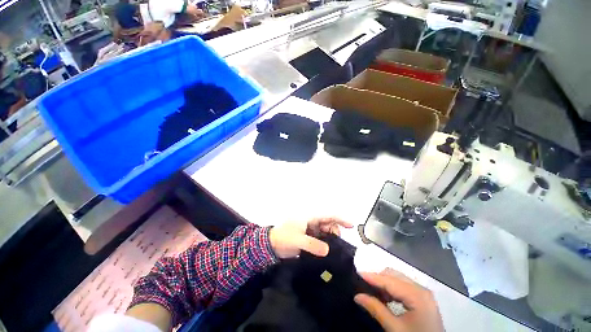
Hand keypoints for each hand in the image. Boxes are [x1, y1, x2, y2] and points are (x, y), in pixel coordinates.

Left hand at [269, 218, 352, 258]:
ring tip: (333, 245)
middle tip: (338, 240)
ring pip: (324, 229)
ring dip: (330, 235)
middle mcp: (310, 220)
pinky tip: (328, 247)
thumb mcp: (298, 240)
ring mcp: (309, 227)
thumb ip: (313, 245)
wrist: (271, 244)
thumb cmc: (284, 238)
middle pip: (327, 221)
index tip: (351, 225)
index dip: (340, 218)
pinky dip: (325, 240)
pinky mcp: (307, 234)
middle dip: (335, 229)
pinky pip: (320, 235)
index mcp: (308, 216)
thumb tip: (327, 250)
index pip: (327, 215)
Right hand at [355, 269, 443, 331]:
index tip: (357, 273)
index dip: (372, 276)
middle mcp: (421, 289)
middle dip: (377, 278)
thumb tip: (357, 296)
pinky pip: (403, 286)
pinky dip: (391, 289)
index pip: (389, 280)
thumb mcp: (395, 328)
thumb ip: (376, 309)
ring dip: (384, 283)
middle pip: (394, 275)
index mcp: (417, 295)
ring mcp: (423, 293)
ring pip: (398, 279)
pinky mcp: (422, 298)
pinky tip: (385, 297)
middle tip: (363, 285)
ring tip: (372, 292)